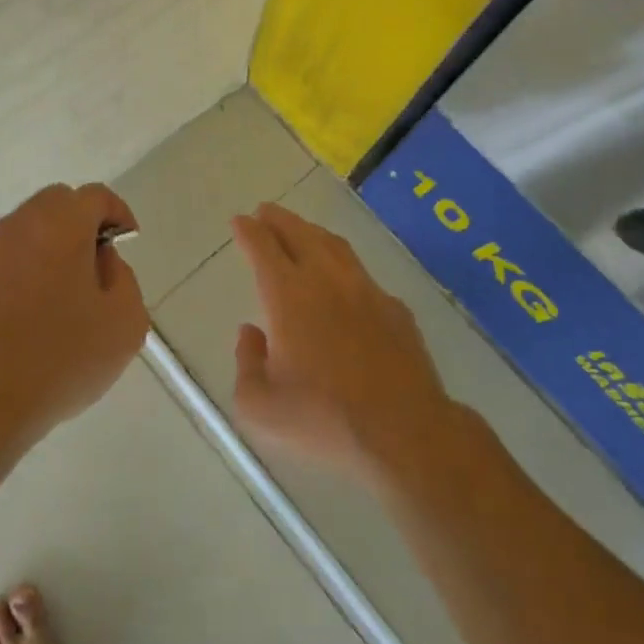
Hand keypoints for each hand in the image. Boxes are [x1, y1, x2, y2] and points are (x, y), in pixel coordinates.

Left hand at [0, 183, 148, 443]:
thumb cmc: (64, 357)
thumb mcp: (125, 320)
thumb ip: (123, 277)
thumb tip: (101, 261)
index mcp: (60, 225)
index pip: (96, 196)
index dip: (118, 214)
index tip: (126, 243)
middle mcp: (19, 227)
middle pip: (56, 203)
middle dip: (81, 223)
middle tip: (96, 264)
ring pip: (27, 231)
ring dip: (50, 246)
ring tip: (63, 294)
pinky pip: (4, 262)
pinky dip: (23, 272)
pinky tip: (30, 316)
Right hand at [229, 203, 454, 484]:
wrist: (403, 431)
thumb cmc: (323, 419)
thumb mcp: (261, 407)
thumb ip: (246, 364)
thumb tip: (250, 333)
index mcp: (289, 296)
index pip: (263, 248)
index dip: (249, 231)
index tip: (240, 220)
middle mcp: (326, 280)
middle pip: (300, 234)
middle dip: (279, 219)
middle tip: (266, 212)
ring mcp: (366, 290)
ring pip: (334, 246)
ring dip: (312, 233)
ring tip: (301, 231)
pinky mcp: (395, 308)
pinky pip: (362, 275)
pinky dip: (344, 266)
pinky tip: (343, 279)